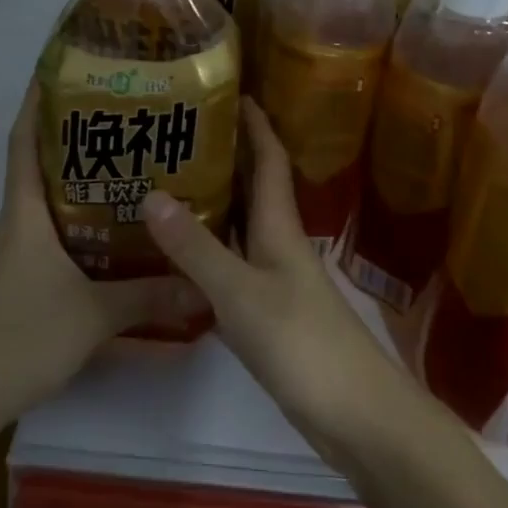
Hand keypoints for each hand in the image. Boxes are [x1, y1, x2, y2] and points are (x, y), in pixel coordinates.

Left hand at [0, 82, 204, 429]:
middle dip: (78, 140)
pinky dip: (86, 231)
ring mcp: (19, 256)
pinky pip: (60, 241)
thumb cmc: (19, 338)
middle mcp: (19, 225)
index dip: (37, 102)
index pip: (24, 141)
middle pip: (44, 167)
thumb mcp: (92, 315)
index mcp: (24, 213)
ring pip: (55, 206)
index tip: (63, 70)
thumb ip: (147, 297)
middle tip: (127, 119)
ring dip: (86, 186)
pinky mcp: (25, 284)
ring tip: (134, 170)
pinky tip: (120, 240)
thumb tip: (201, 284)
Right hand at [141, 100, 408, 468]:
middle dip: (226, 154)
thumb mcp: (241, 293)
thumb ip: (196, 248)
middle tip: (177, 132)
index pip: (270, 159)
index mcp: (280, 226)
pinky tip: (179, 253)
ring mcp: (276, 279)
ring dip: (213, 201)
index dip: (255, 123)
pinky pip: (233, 263)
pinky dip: (208, 249)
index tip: (232, 91)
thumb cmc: (303, 344)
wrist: (357, 417)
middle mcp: (279, 243)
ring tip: (166, 181)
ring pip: (241, 225)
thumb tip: (150, 193)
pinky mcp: (269, 312)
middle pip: (254, 187)